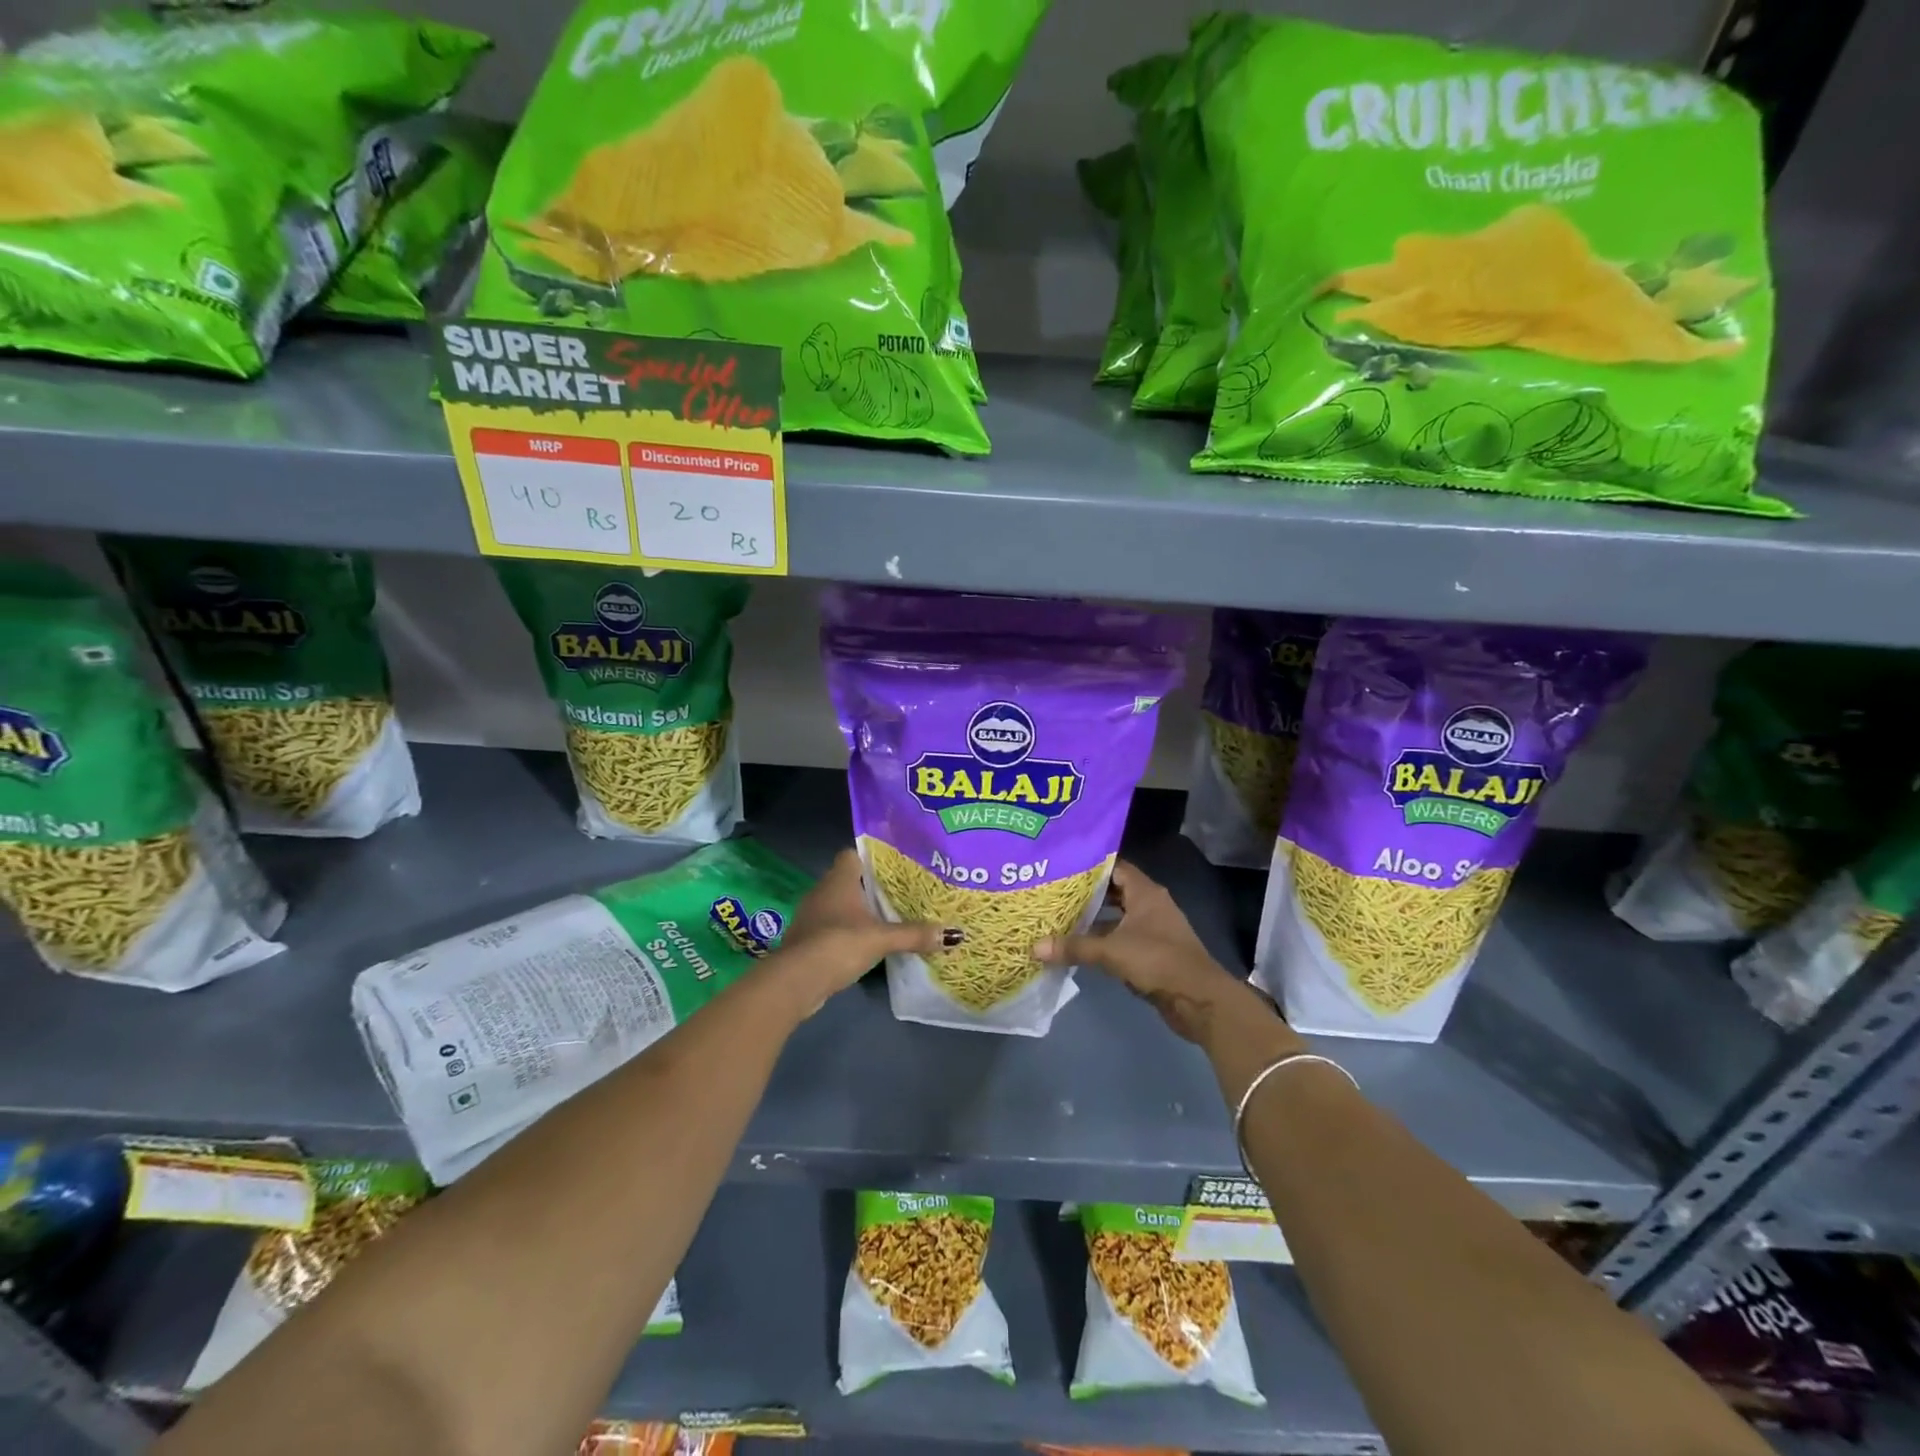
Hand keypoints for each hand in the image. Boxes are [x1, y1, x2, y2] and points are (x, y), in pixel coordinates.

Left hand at [774, 849, 954, 1017]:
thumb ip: (914, 934)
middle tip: (902, 893)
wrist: (795, 981)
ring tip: (890, 918)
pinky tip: (867, 943)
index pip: (853, 854)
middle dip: (872, 887)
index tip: (896, 866)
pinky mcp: (808, 940)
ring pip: (841, 905)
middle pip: (850, 880)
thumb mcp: (881, 938)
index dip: (873, 858)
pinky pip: (833, 927)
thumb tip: (953, 934)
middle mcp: (822, 891)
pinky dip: (848, 932)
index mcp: (839, 879)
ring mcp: (812, 916)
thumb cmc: (838, 944)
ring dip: (860, 911)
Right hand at [1033, 859, 1275, 1044]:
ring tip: (1061, 917)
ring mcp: (1154, 929)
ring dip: (1095, 919)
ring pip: (1118, 917)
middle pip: (1115, 891)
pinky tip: (1080, 946)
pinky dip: (1104, 940)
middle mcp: (1151, 905)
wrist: (1199, 999)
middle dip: (1087, 893)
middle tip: (1055, 892)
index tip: (1062, 866)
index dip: (1090, 866)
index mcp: (1146, 893)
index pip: (1115, 867)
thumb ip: (1074, 947)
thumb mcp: (1111, 951)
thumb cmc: (1157, 961)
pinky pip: (1123, 938)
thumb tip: (1034, 947)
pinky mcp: (1153, 953)